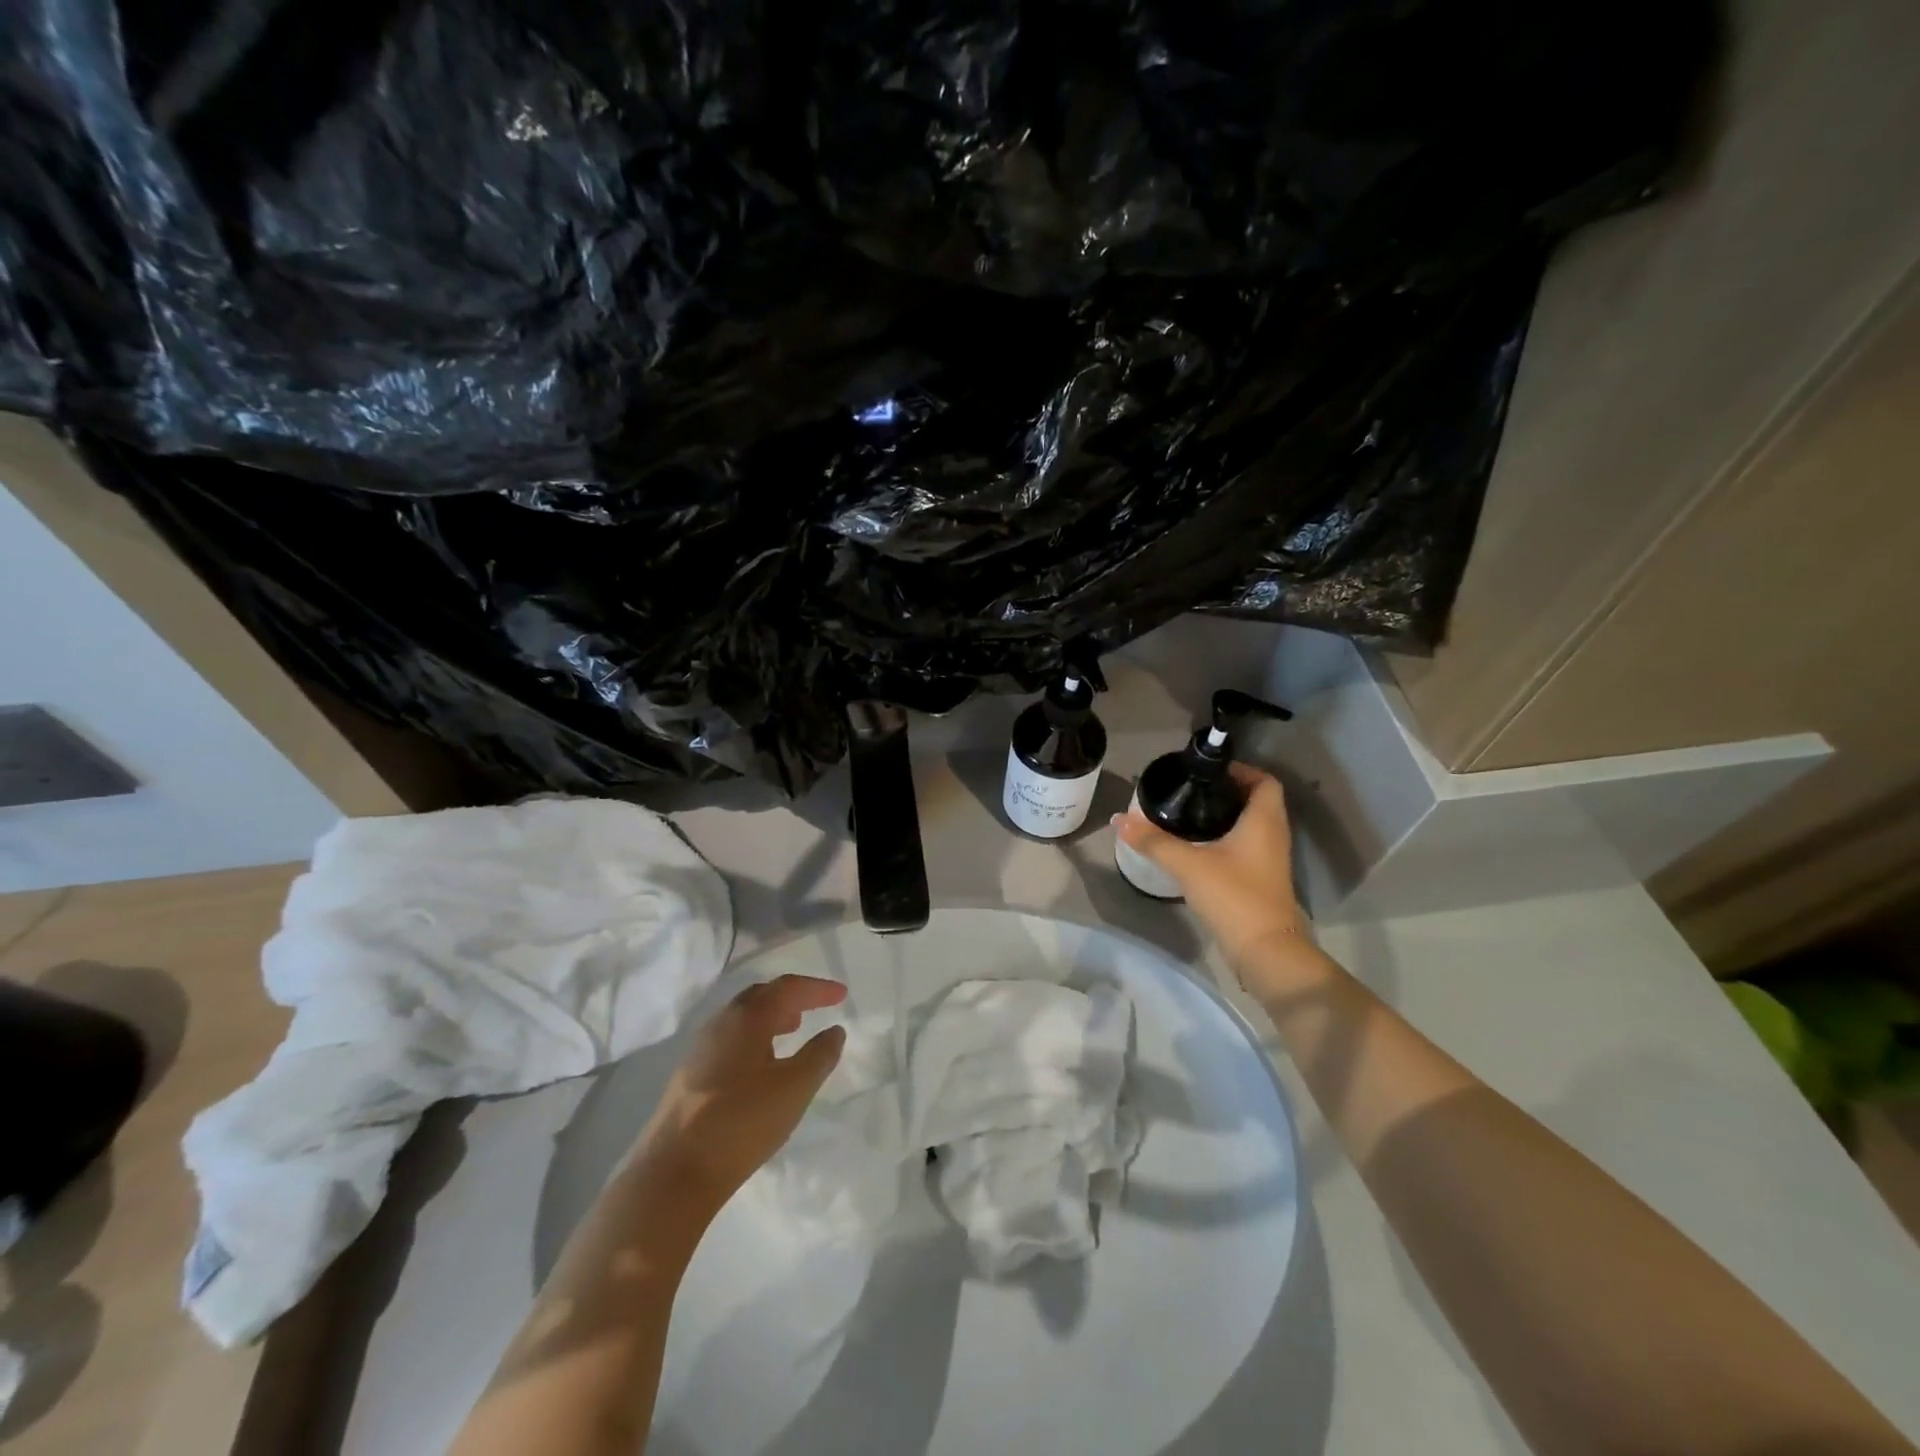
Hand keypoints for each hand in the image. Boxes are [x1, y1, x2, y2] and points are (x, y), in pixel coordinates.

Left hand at [633, 975, 847, 1213]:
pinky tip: (761, 1065)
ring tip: (791, 1032)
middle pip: (760, 996)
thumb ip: (820, 1055)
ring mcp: (700, 1049)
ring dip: (771, 1018)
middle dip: (791, 998)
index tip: (842, 995)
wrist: (673, 1173)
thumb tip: (834, 1030)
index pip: (787, 987)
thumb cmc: (742, 1122)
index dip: (817, 988)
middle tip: (814, 1008)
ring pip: (742, 1018)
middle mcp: (721, 1023)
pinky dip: (754, 1038)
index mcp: (747, 1017)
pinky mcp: (689, 1075)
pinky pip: (730, 1040)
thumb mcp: (794, 1088)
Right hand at [1114, 763, 1320, 995]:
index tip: (1209, 771)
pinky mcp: (1262, 880)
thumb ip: (1153, 841)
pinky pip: (1247, 846)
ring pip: (1252, 825)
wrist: (1265, 950)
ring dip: (1226, 816)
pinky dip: (1227, 838)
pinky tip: (1198, 846)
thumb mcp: (1188, 864)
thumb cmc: (1233, 895)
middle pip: (1256, 800)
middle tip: (1191, 790)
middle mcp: (1273, 834)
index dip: (1241, 770)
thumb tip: (1118, 819)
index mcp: (1264, 821)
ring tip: (1189, 813)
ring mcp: (1270, 859)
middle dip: (1227, 792)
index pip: (1264, 780)